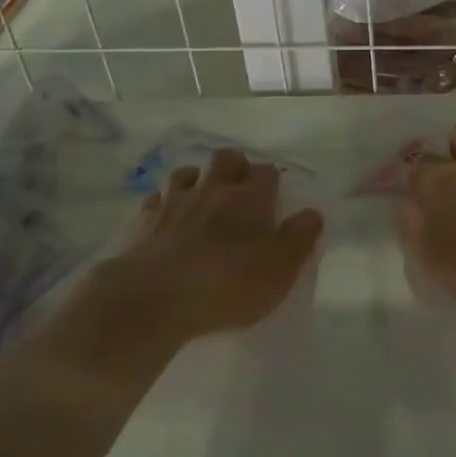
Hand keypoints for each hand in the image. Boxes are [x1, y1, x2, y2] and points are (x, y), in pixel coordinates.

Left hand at [98, 148, 323, 340]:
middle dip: (235, 165)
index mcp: (249, 199)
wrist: (153, 297)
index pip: (267, 173)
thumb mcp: (280, 269)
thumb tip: (312, 213)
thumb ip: (299, 238)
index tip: (275, 195)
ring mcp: (174, 201)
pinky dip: (164, 202)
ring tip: (202, 196)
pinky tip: (166, 216)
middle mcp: (212, 189)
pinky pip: (155, 199)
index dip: (272, 180)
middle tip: (240, 187)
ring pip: (187, 172)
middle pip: (226, 159)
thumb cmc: (227, 285)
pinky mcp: (143, 220)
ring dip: (197, 178)